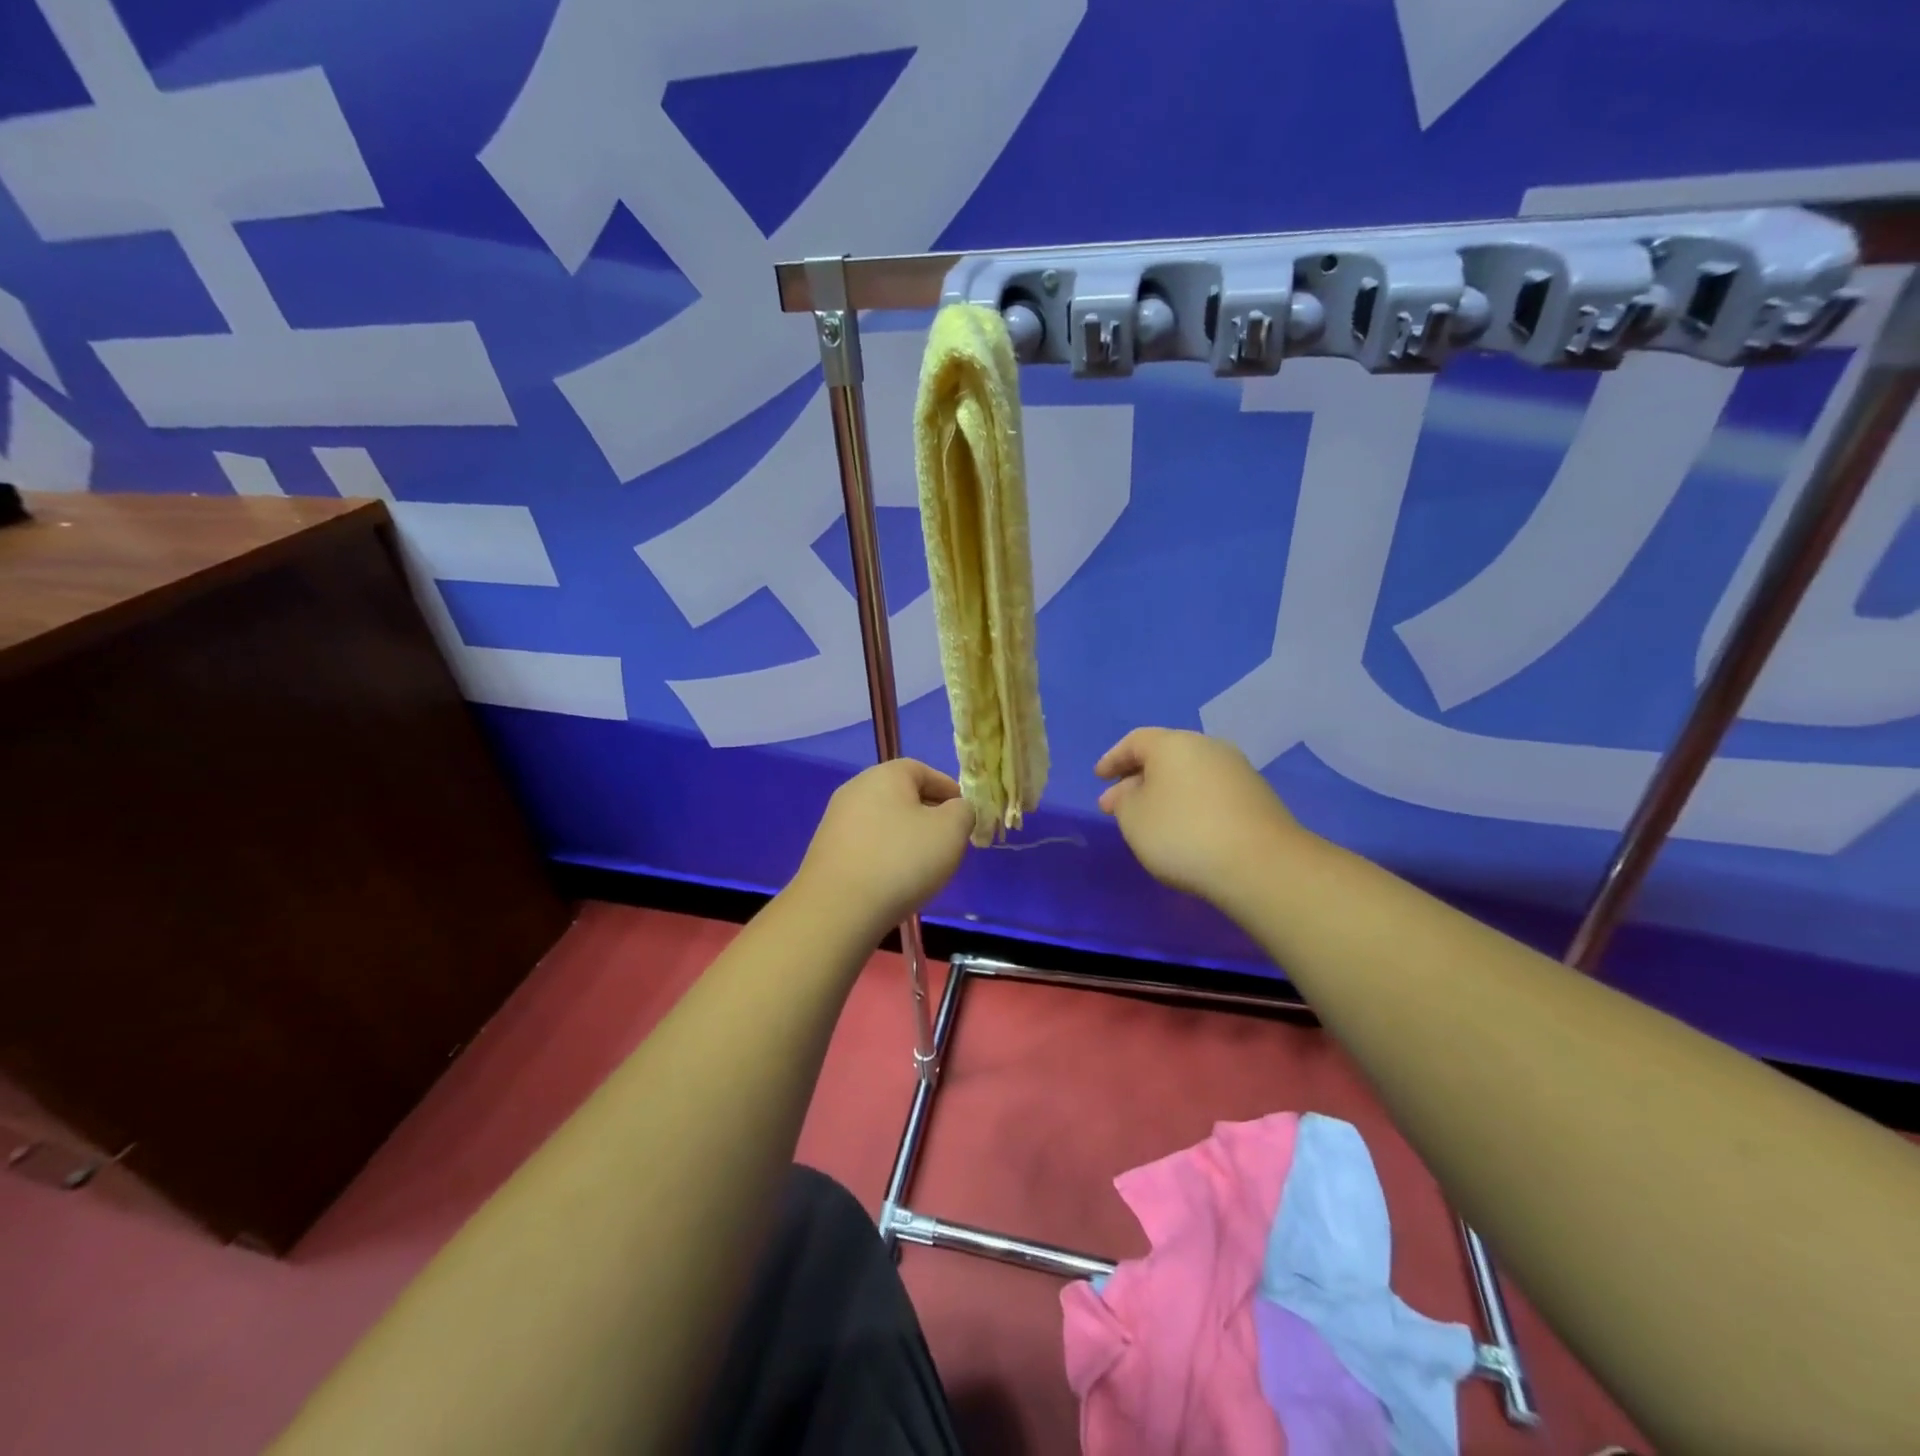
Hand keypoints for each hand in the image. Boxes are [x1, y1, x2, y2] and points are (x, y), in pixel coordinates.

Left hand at [793, 759, 975, 933]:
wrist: (838, 908)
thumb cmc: (901, 860)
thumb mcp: (950, 832)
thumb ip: (963, 812)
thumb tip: (956, 810)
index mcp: (885, 775)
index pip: (924, 771)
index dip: (949, 790)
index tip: (965, 815)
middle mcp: (856, 789)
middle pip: (901, 795)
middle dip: (928, 814)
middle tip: (948, 841)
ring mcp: (836, 820)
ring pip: (884, 821)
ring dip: (906, 837)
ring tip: (924, 865)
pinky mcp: (826, 850)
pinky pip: (867, 844)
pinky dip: (885, 854)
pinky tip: (894, 879)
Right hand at [1095, 727, 1304, 905]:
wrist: (1260, 864)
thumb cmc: (1183, 833)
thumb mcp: (1134, 818)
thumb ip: (1124, 800)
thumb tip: (1135, 791)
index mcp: (1174, 743)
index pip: (1135, 741)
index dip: (1112, 759)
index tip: (1099, 777)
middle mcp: (1208, 747)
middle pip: (1164, 756)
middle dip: (1136, 779)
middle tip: (1116, 805)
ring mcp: (1237, 771)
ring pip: (1188, 775)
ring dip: (1163, 793)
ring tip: (1148, 820)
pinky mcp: (1256, 797)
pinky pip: (1209, 792)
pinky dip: (1189, 804)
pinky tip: (1182, 829)